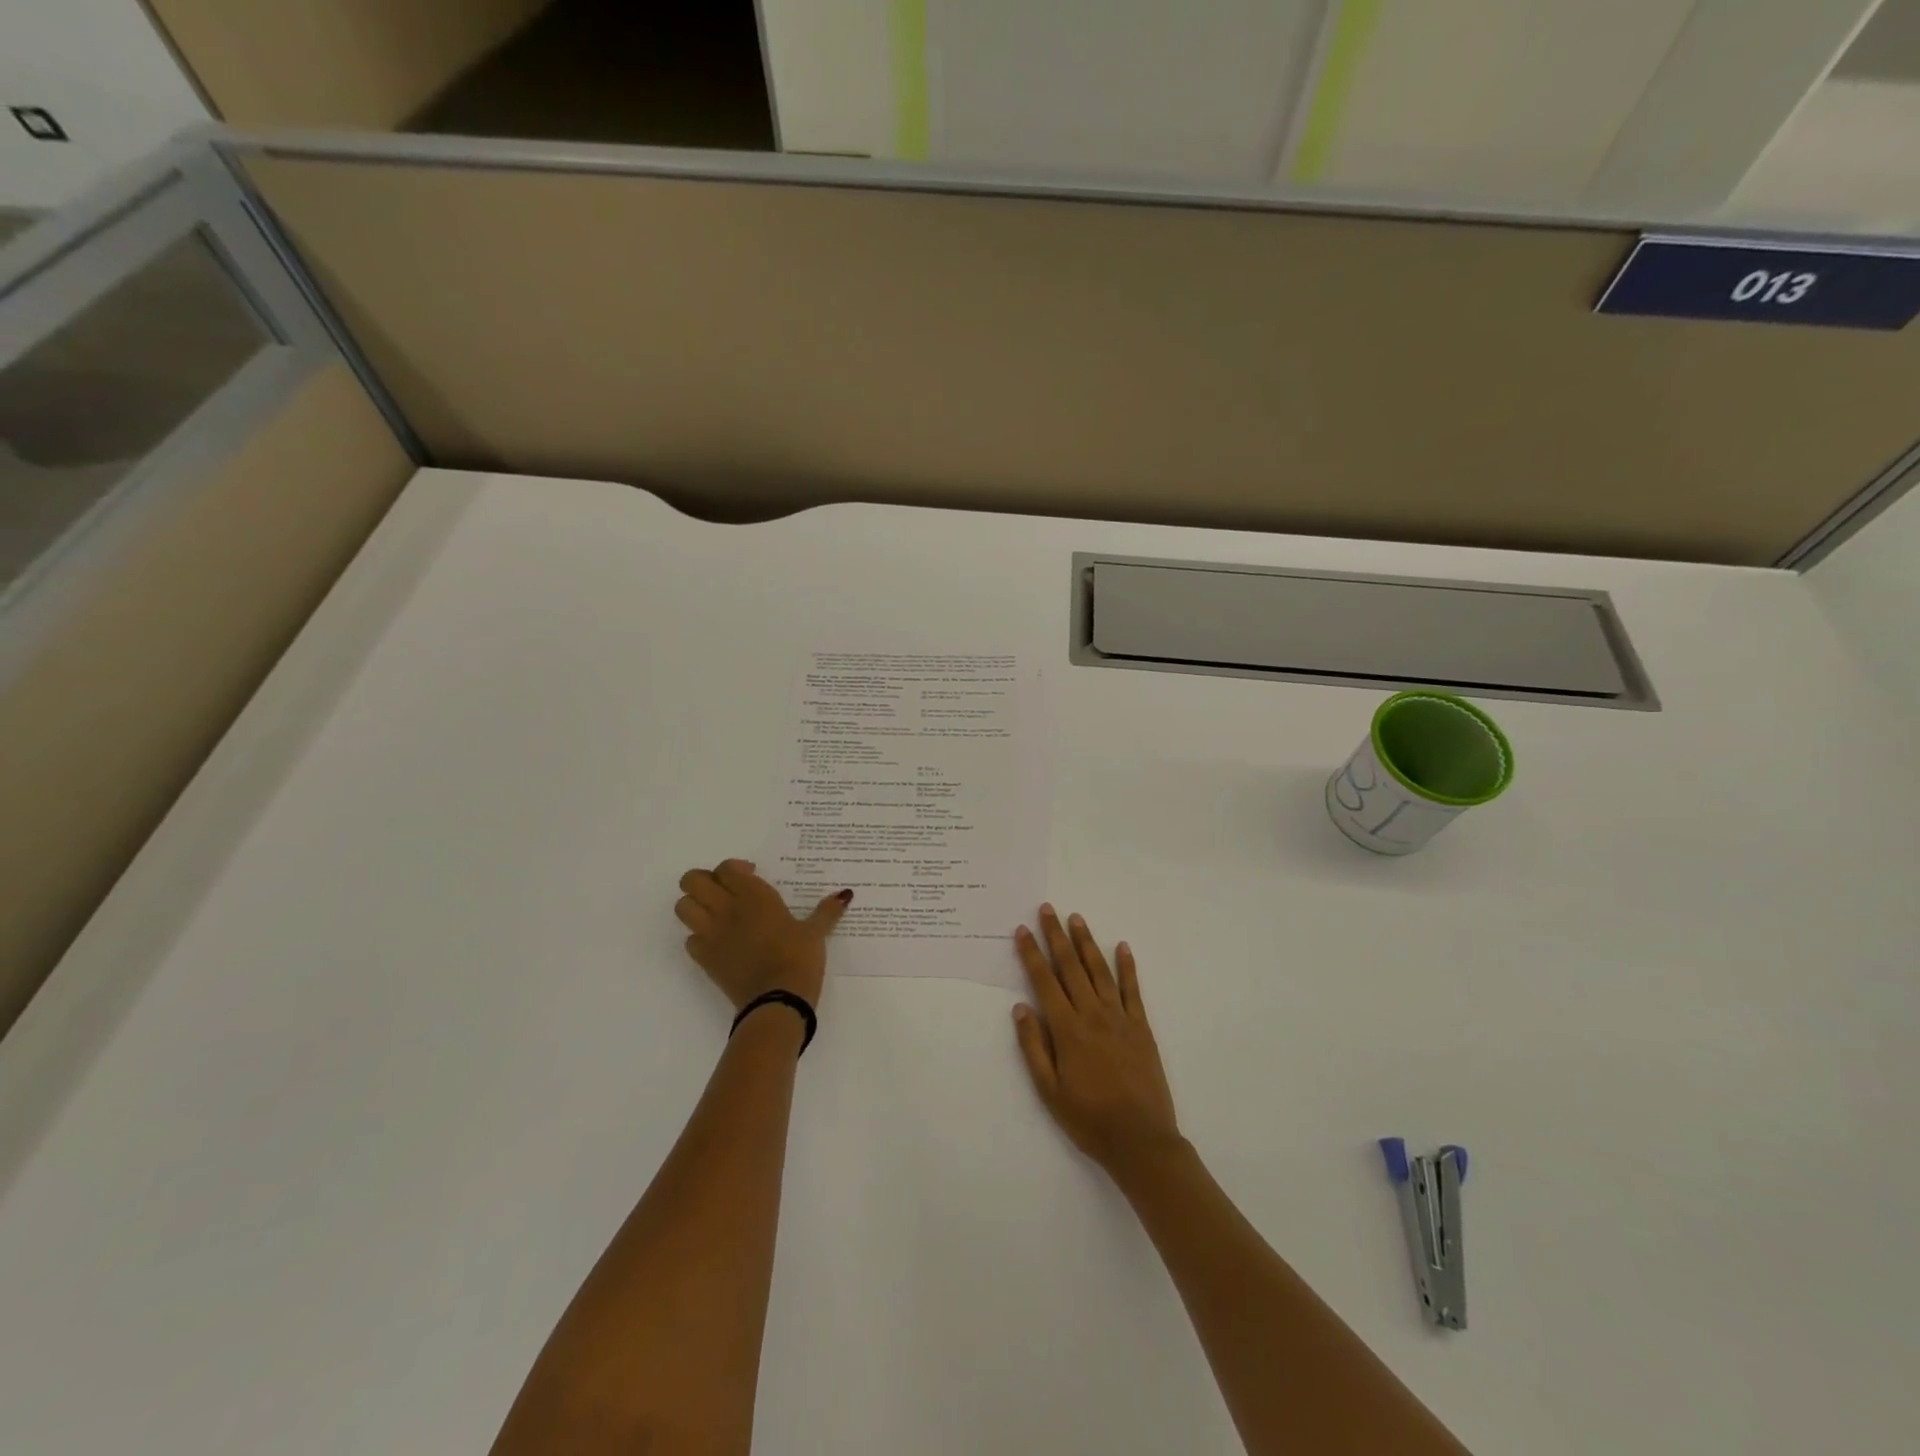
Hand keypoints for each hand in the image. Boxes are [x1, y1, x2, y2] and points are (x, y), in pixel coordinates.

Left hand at [675, 859, 849, 1009]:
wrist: (778, 1000)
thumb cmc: (799, 958)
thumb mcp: (816, 932)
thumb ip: (827, 911)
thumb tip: (845, 894)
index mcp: (753, 895)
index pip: (726, 868)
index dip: (734, 869)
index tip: (751, 877)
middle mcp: (726, 908)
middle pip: (692, 881)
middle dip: (705, 881)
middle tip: (726, 891)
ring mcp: (711, 934)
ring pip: (682, 907)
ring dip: (695, 906)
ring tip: (717, 914)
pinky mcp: (704, 959)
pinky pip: (690, 940)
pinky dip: (699, 938)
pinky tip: (719, 944)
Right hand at [1012, 905, 1181, 1178]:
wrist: (1140, 1140)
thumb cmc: (1088, 1119)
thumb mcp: (1049, 1091)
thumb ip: (1034, 1047)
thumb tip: (1021, 1007)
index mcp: (1067, 1030)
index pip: (1045, 982)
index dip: (1032, 954)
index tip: (1022, 930)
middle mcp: (1093, 1015)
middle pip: (1071, 967)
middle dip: (1056, 936)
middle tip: (1047, 909)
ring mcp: (1120, 1018)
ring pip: (1100, 971)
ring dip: (1087, 942)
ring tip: (1076, 918)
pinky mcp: (1142, 1027)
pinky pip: (1133, 990)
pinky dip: (1127, 966)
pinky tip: (1122, 946)